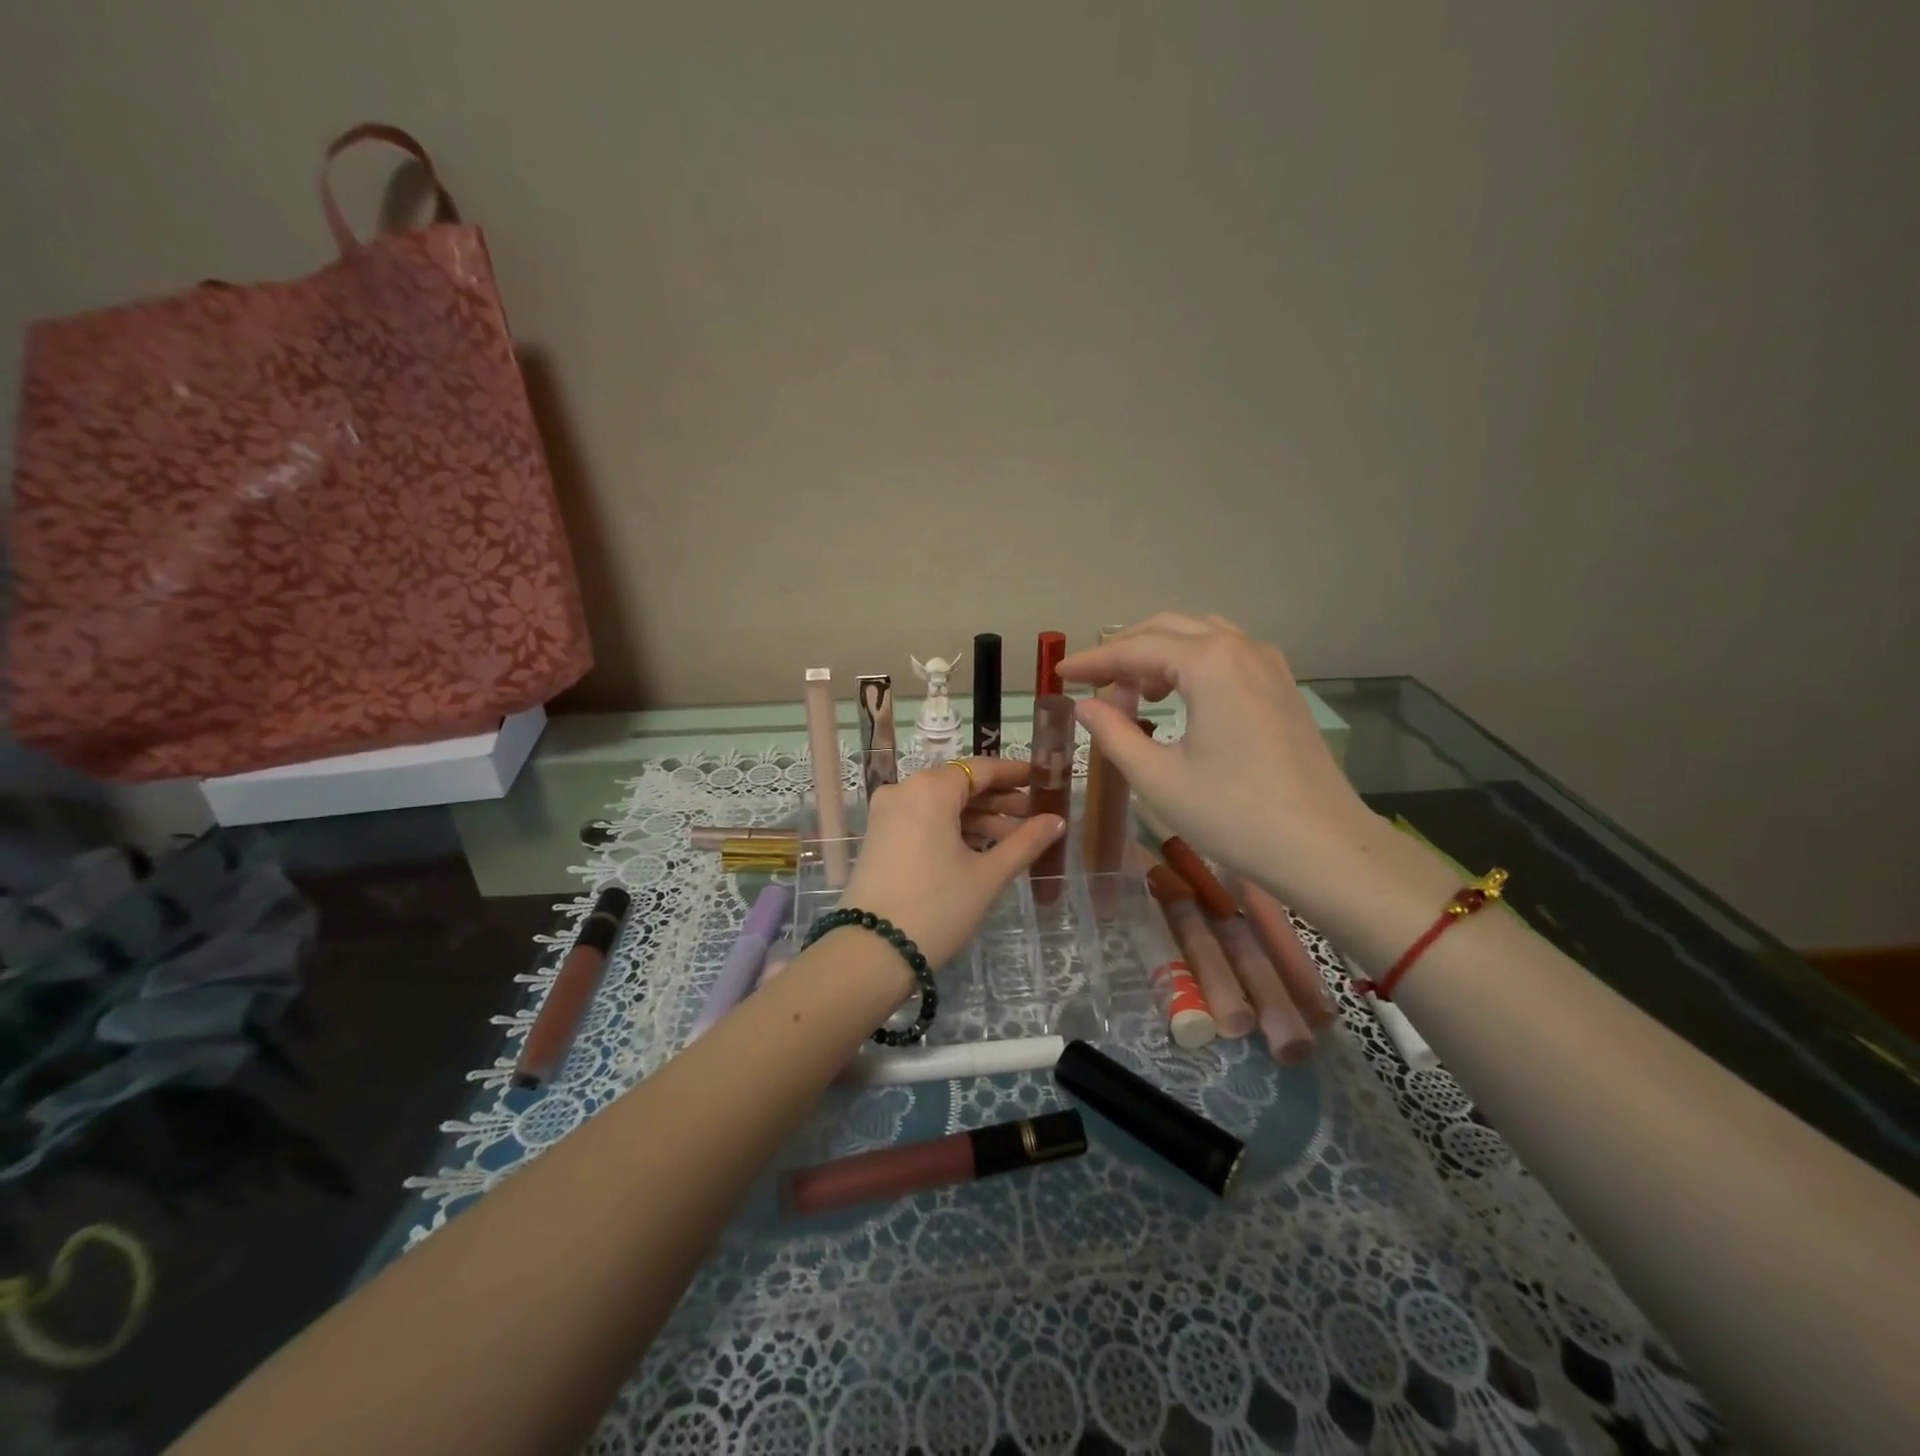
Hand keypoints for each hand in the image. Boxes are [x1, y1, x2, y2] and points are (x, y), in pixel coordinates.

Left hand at [840, 758, 1066, 968]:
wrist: (872, 952)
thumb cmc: (937, 907)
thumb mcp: (988, 875)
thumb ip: (1025, 842)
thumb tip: (1057, 820)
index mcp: (930, 789)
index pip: (980, 768)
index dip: (1014, 773)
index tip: (1041, 779)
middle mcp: (904, 790)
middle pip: (959, 785)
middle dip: (998, 800)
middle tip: (1034, 816)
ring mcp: (887, 814)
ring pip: (941, 805)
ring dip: (977, 818)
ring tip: (1014, 841)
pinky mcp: (879, 837)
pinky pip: (923, 820)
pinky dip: (952, 830)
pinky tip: (980, 850)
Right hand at [1057, 613, 1379, 905]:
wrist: (1323, 848)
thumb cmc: (1233, 815)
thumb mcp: (1158, 778)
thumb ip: (1113, 733)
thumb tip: (1085, 705)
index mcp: (1209, 663)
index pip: (1134, 648)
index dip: (1092, 661)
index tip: (1059, 674)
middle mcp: (1241, 648)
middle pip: (1168, 628)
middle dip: (1124, 652)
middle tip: (1093, 688)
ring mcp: (1269, 664)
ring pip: (1200, 636)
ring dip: (1159, 654)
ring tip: (1135, 695)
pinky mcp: (1282, 687)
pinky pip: (1227, 654)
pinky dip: (1192, 664)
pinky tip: (1179, 700)